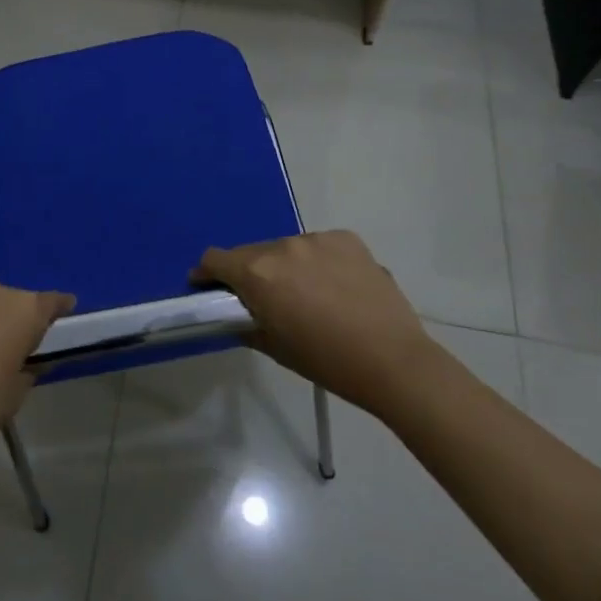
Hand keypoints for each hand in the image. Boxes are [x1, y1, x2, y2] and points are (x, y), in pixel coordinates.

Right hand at [192, 230, 430, 415]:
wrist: (394, 361)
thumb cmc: (327, 362)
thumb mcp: (275, 348)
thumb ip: (246, 323)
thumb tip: (235, 313)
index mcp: (258, 273)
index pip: (215, 259)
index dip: (207, 273)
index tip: (208, 287)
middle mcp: (283, 246)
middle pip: (252, 253)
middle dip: (250, 273)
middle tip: (265, 300)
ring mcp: (317, 239)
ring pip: (287, 249)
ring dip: (286, 266)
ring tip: (307, 295)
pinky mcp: (347, 238)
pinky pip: (319, 247)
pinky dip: (318, 262)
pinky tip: (335, 287)